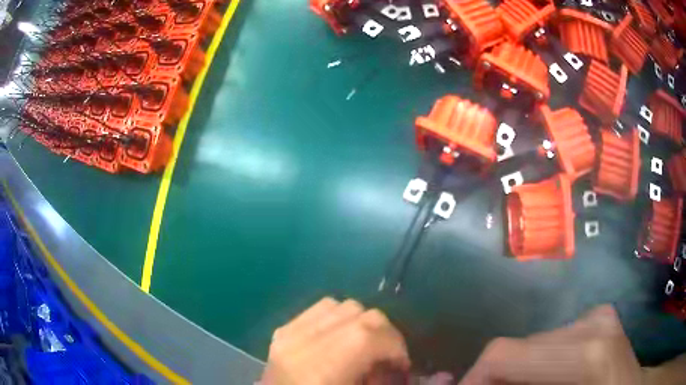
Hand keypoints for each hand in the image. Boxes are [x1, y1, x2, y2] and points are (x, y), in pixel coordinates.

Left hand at [261, 297, 410, 384]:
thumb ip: (381, 378)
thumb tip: (395, 364)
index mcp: (322, 369)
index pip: (369, 334)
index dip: (396, 345)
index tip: (402, 364)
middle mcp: (301, 344)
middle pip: (358, 312)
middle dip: (383, 333)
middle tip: (387, 357)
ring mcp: (287, 334)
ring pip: (340, 305)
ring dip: (361, 323)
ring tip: (363, 347)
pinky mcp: (281, 331)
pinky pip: (320, 309)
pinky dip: (339, 319)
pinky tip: (340, 340)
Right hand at [459, 305, 643, 383]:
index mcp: (586, 354)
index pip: (506, 353)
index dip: (473, 376)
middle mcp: (593, 323)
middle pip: (520, 347)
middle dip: (495, 378)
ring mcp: (599, 315)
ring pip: (535, 343)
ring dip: (517, 372)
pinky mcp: (601, 317)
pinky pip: (554, 340)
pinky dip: (538, 363)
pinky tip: (544, 378)